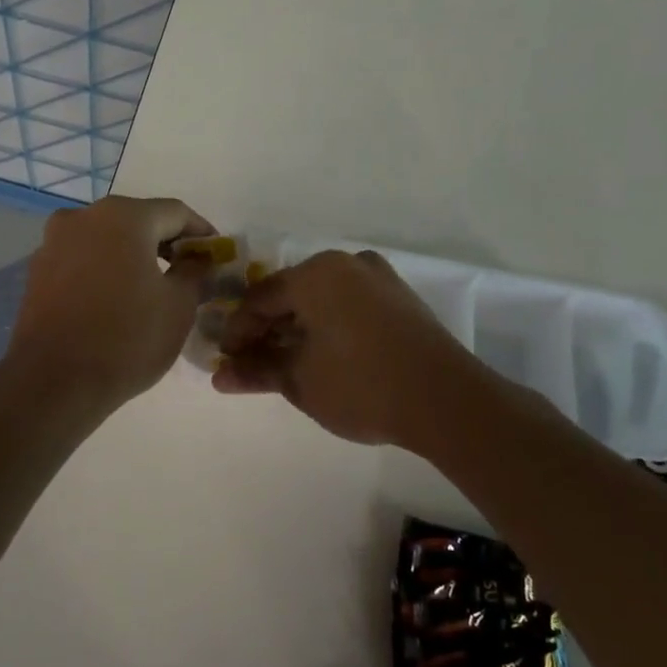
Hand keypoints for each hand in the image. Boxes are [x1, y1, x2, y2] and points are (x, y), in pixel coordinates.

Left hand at [5, 196, 215, 413]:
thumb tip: (197, 260)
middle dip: (165, 243)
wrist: (54, 381)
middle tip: (188, 272)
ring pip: (106, 239)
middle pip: (137, 220)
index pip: (175, 212)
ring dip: (132, 256)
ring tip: (152, 288)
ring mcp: (54, 242)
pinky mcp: (38, 270)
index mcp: (123, 216)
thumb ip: (194, 272)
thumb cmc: (127, 338)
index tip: (215, 255)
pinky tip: (115, 300)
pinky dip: (104, 270)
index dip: (201, 232)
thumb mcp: (178, 306)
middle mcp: (83, 216)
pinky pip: (82, 260)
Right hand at [213, 250, 494, 445]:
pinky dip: (329, 326)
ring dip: (299, 329)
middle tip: (253, 364)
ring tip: (286, 364)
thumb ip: (256, 371)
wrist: (447, 402)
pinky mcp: (400, 298)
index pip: (259, 299)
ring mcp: (378, 278)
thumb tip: (219, 374)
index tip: (226, 360)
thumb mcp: (300, 381)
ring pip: (322, 299)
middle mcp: (346, 264)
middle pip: (291, 295)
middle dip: (268, 331)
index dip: (237, 331)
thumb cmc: (361, 385)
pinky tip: (324, 356)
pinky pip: (349, 304)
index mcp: (315, 274)